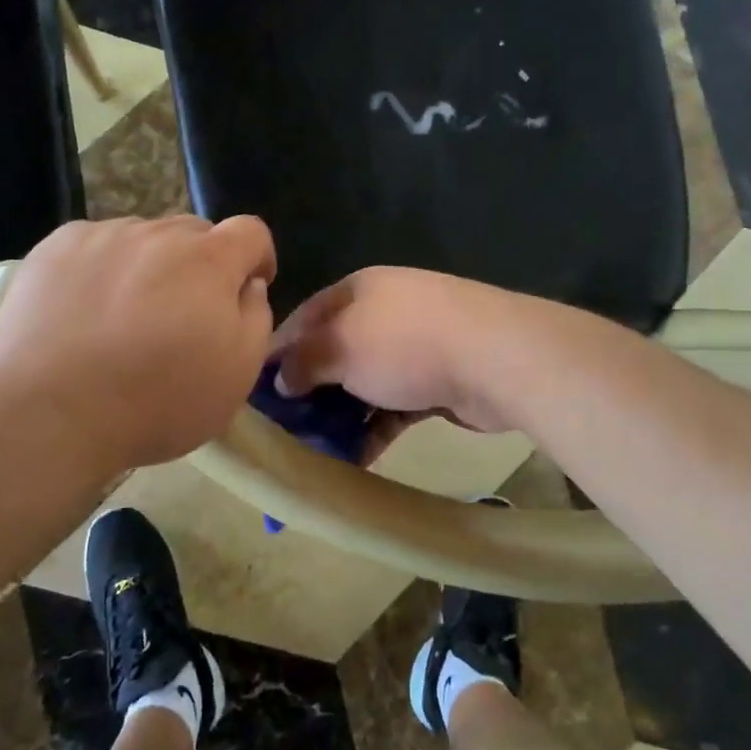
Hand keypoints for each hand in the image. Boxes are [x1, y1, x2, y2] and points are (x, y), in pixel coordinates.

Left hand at [0, 216, 276, 473]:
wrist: (49, 411)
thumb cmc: (158, 400)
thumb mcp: (238, 374)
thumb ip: (256, 318)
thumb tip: (247, 286)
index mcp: (209, 261)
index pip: (251, 231)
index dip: (257, 257)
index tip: (246, 289)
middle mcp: (158, 234)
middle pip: (194, 234)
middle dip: (201, 265)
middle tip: (182, 315)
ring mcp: (103, 236)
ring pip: (143, 239)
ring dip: (149, 266)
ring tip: (124, 317)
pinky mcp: (56, 248)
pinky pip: (95, 246)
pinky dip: (101, 269)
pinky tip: (84, 311)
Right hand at [270, 267, 541, 435]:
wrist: (494, 358)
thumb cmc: (405, 342)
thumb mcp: (342, 346)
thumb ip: (305, 360)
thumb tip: (281, 377)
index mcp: (359, 291)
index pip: (305, 317)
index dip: (278, 350)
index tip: (256, 389)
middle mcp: (384, 313)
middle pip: (335, 352)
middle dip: (310, 389)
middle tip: (283, 428)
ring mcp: (414, 348)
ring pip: (364, 383)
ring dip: (340, 415)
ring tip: (312, 451)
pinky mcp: (436, 382)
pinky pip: (393, 407)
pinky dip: (373, 429)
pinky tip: (355, 459)